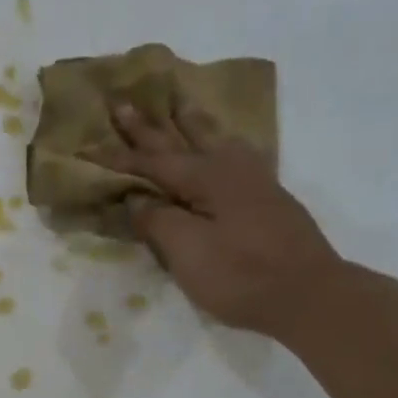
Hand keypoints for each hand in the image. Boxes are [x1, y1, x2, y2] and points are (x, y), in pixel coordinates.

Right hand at [100, 100, 343, 338]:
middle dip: (149, 126)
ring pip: (214, 141)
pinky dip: (218, 142)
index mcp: (206, 178)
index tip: (88, 145)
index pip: (152, 163)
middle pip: (181, 142)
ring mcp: (253, 181)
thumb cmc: (241, 275)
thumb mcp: (188, 252)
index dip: (118, 157)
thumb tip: (136, 198)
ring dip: (191, 124)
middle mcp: (229, 169)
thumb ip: (158, 220)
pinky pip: (233, 155)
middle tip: (125, 103)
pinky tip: (224, 143)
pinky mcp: (267, 198)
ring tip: (180, 103)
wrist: (309, 295)